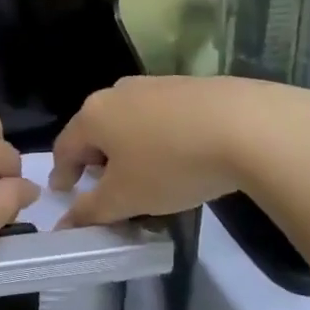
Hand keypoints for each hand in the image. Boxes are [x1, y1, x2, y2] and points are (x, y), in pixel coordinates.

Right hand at [50, 75, 309, 227]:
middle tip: (108, 188)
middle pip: (96, 130)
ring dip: (130, 149)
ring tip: (148, 176)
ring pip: (130, 121)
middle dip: (97, 160)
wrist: (247, 126)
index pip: (65, 146)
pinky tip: (181, 158)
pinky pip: (161, 116)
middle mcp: (117, 92)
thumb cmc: (171, 164)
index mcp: (93, 115)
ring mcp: (154, 85)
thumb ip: (91, 211)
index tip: (65, 192)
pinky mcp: (188, 86)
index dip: (62, 173)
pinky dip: (159, 138)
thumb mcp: (127, 198)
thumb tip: (65, 224)